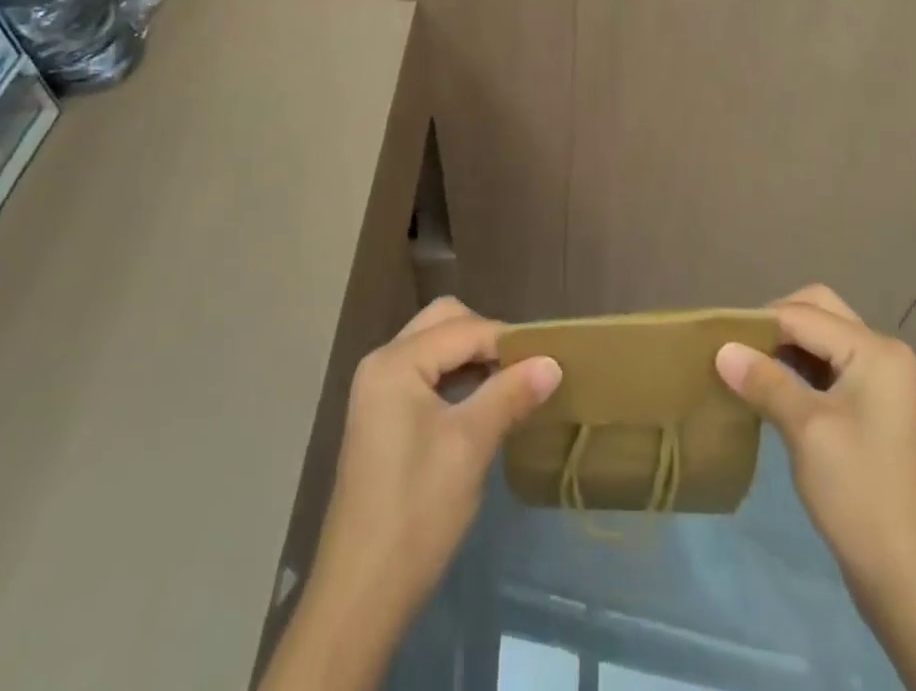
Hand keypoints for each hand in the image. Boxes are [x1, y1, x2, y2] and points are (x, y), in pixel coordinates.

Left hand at [262, 297, 561, 690]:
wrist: (361, 593)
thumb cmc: (417, 511)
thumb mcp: (470, 446)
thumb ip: (510, 394)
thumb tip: (553, 361)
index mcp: (396, 362)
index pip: (464, 329)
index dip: (508, 341)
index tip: (549, 359)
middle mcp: (382, 362)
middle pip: (444, 322)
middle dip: (486, 338)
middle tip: (523, 367)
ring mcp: (378, 389)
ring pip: (435, 346)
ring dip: (472, 356)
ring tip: (511, 383)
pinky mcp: (382, 415)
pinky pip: (426, 373)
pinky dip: (456, 376)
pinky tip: (482, 402)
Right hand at [716, 286, 915, 690]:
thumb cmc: (861, 495)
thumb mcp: (806, 431)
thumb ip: (764, 381)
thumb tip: (721, 348)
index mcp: (875, 351)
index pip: (804, 314)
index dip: (758, 322)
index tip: (715, 337)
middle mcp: (884, 355)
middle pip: (819, 313)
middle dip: (775, 325)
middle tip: (737, 349)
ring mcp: (883, 384)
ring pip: (823, 342)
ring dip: (786, 349)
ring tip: (746, 370)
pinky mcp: (875, 412)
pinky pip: (831, 371)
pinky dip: (800, 373)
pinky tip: (772, 393)